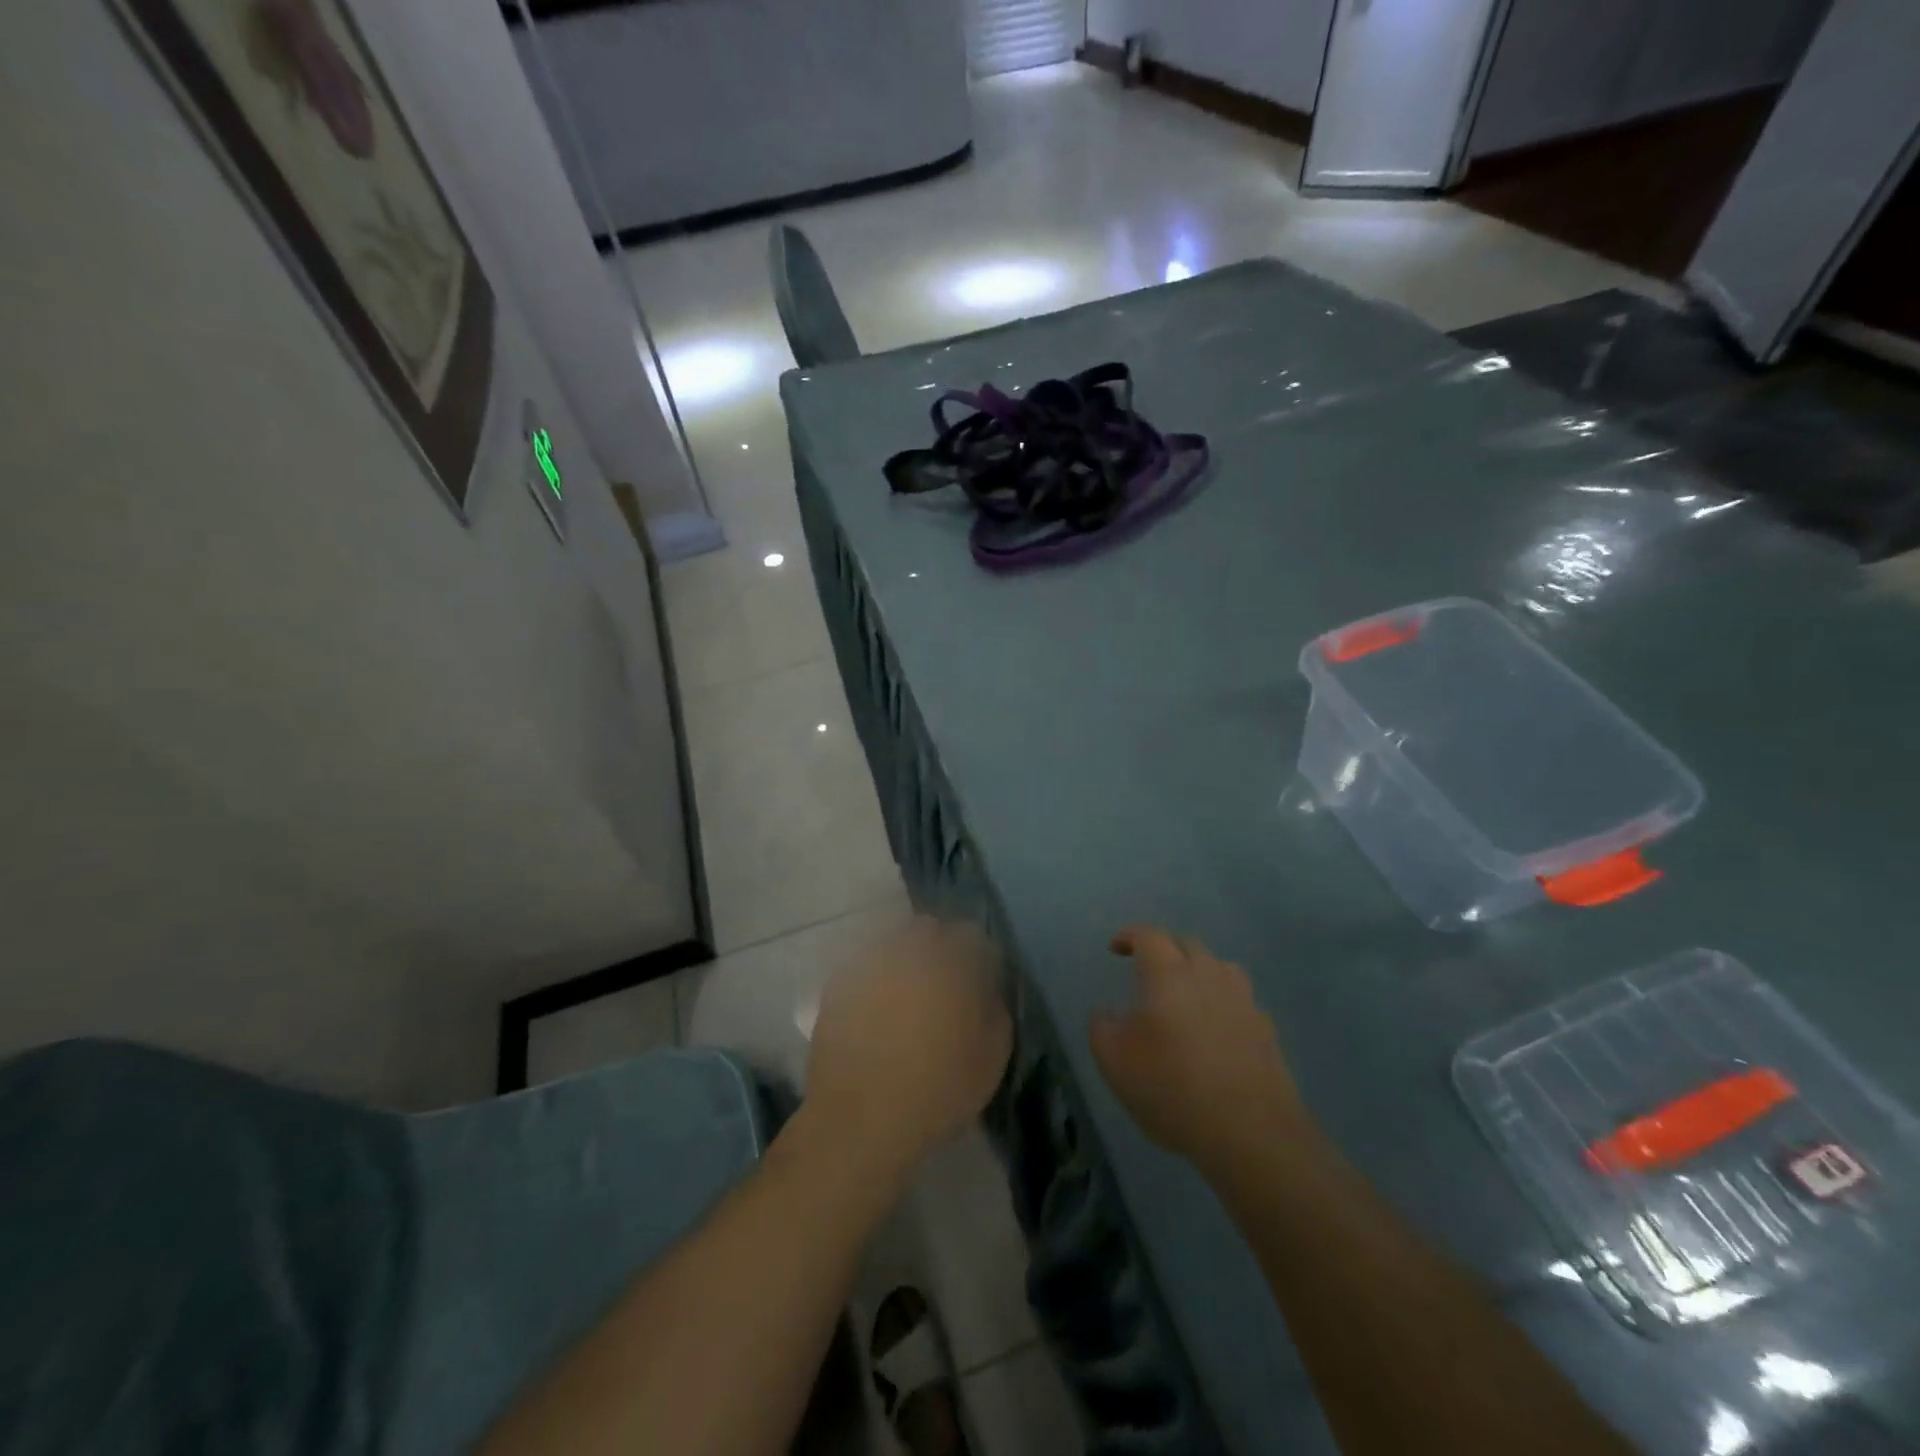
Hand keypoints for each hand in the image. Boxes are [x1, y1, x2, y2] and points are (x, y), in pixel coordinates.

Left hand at [804, 916, 1012, 1179]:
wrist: (861, 1119)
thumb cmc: (937, 1088)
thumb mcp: (992, 1055)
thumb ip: (995, 1007)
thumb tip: (986, 988)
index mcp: (950, 959)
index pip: (971, 934)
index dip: (977, 957)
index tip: (979, 981)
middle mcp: (908, 948)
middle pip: (928, 930)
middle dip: (938, 949)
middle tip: (942, 986)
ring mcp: (869, 961)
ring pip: (893, 944)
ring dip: (904, 961)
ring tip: (906, 998)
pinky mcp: (838, 982)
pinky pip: (864, 967)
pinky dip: (874, 979)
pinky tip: (876, 1010)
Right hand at [1090, 926, 1310, 1176]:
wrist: (1250, 1132)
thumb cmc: (1172, 1088)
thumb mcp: (1115, 1063)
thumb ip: (1101, 1029)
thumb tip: (1105, 1012)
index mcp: (1169, 975)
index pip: (1149, 936)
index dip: (1130, 936)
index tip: (1115, 947)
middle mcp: (1208, 975)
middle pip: (1187, 944)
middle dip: (1164, 948)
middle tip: (1146, 967)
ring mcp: (1242, 1000)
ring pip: (1219, 967)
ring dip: (1198, 969)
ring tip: (1185, 992)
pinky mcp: (1265, 1029)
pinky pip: (1240, 999)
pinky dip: (1222, 1001)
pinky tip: (1216, 1027)